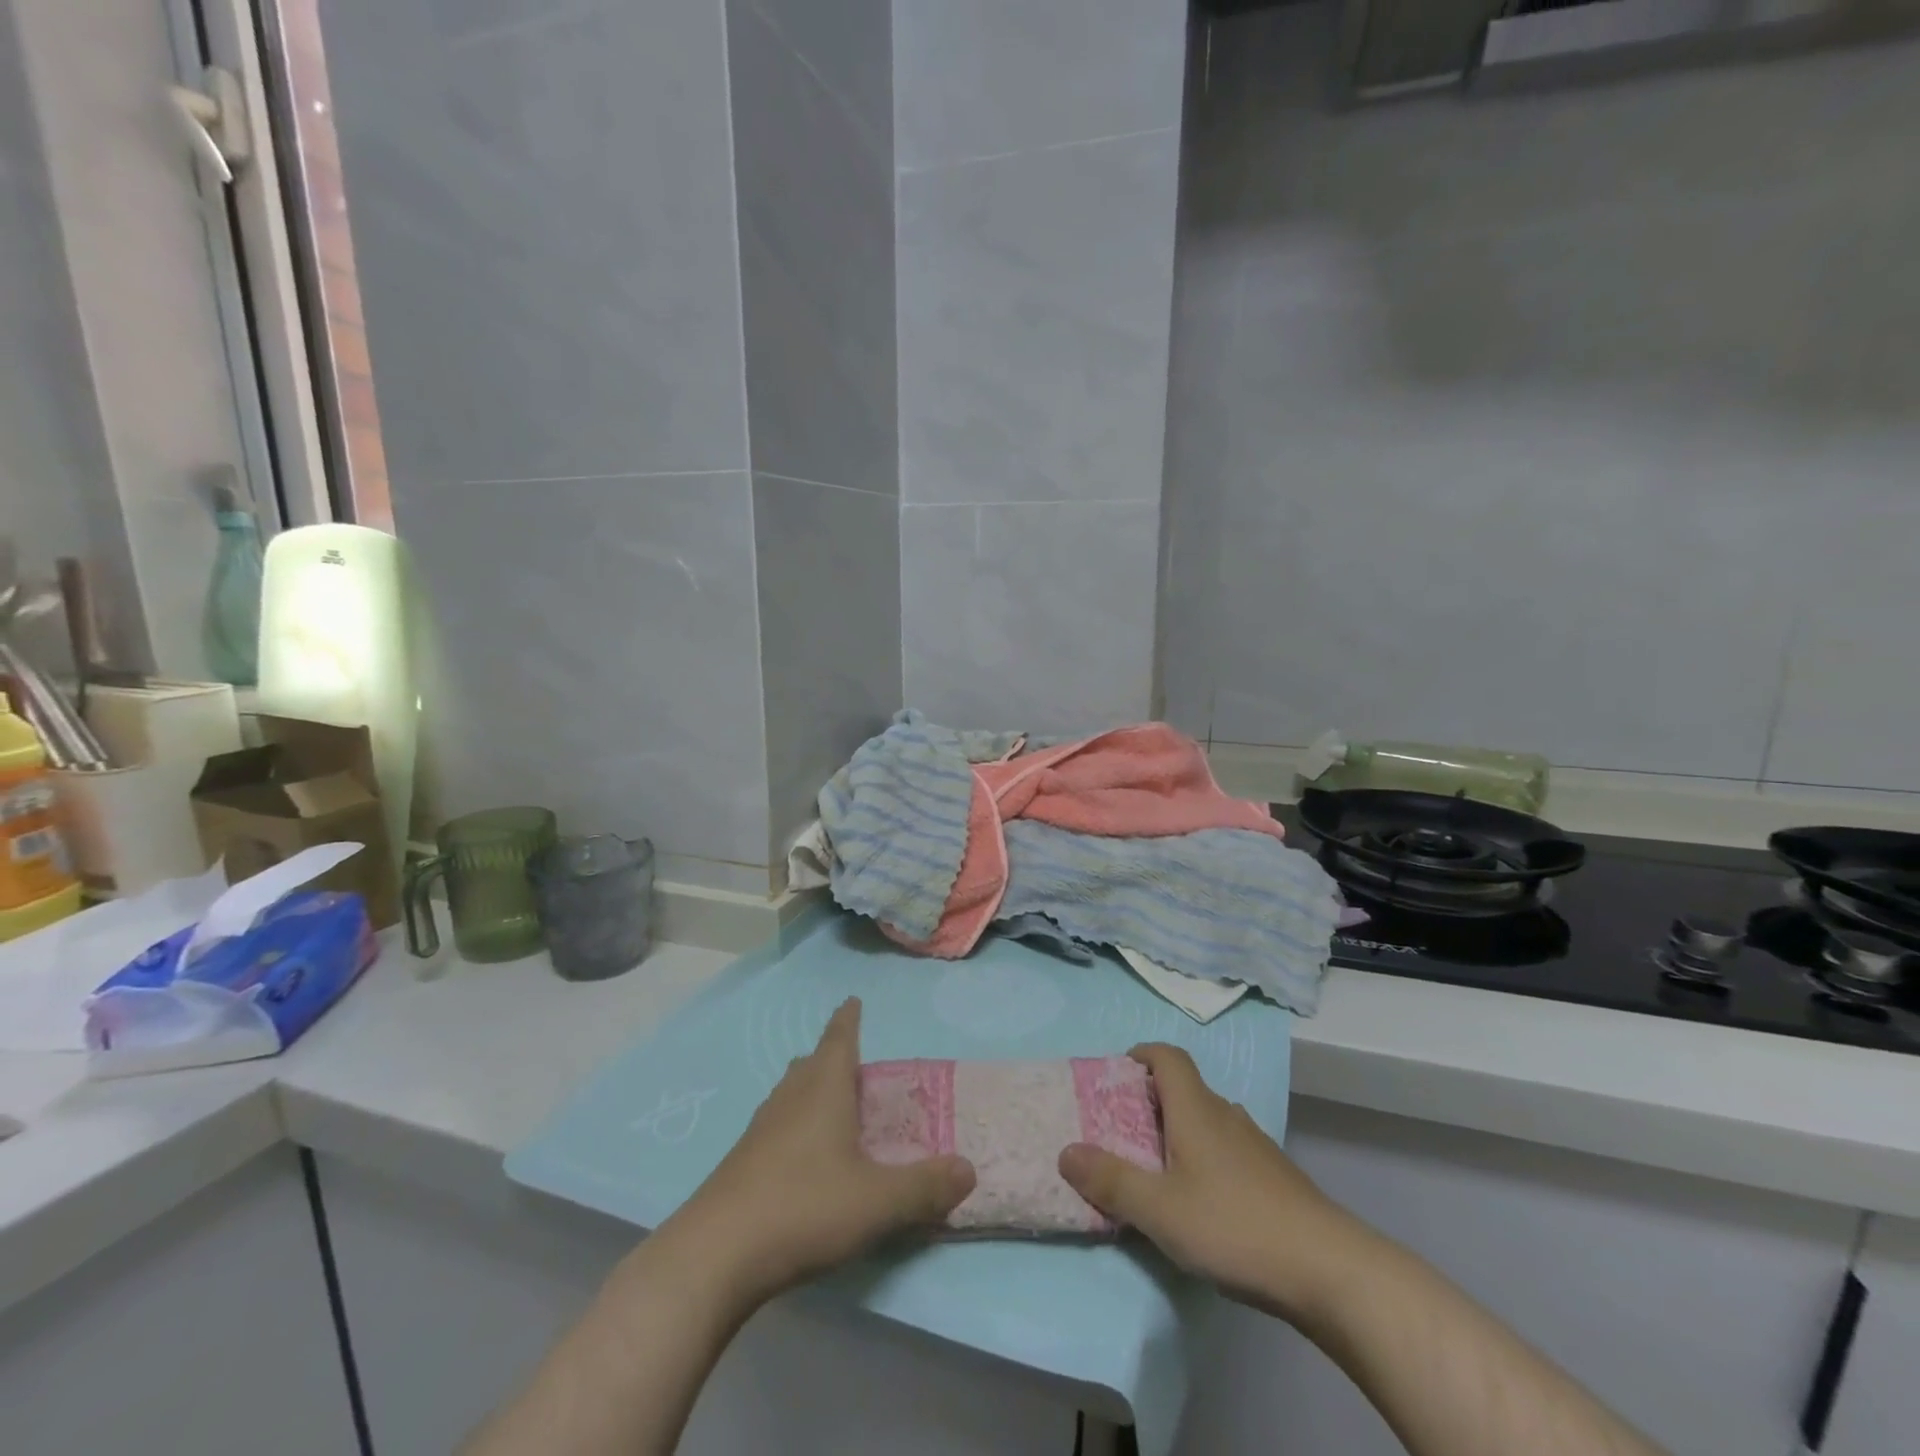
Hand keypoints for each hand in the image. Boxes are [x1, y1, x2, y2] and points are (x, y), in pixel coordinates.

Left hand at [656, 998, 975, 1307]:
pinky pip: (776, 1125)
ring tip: (831, 1102)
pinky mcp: (742, 1163)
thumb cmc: (803, 1208)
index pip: (839, 1038)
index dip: (848, 1018)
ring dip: (811, 1089)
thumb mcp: (877, 1201)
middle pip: (811, 1063)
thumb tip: (969, 1168)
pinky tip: (802, 1155)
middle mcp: (790, 1097)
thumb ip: (925, 1186)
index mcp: (823, 1088)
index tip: (852, 999)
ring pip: (790, 1093)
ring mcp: (760, 1129)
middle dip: (831, 1055)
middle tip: (854, 1061)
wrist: (714, 1256)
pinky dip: (795, 1124)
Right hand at [1058, 1043, 1363, 1322]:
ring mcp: (1256, 1146)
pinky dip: (1206, 1158)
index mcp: (1196, 1109)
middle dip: (1151, 1100)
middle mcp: (1226, 1115)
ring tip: (1157, 1168)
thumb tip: (1065, 1151)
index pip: (1168, 1056)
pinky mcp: (1275, 1178)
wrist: (1330, 1270)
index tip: (1116, 1073)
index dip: (1141, 1053)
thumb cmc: (1234, 1226)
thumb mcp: (1160, 1209)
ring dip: (1179, 1131)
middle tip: (1122, 1131)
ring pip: (1208, 1120)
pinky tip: (1202, 1202)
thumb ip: (1111, 1180)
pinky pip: (1228, 1149)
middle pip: (1185, 1088)